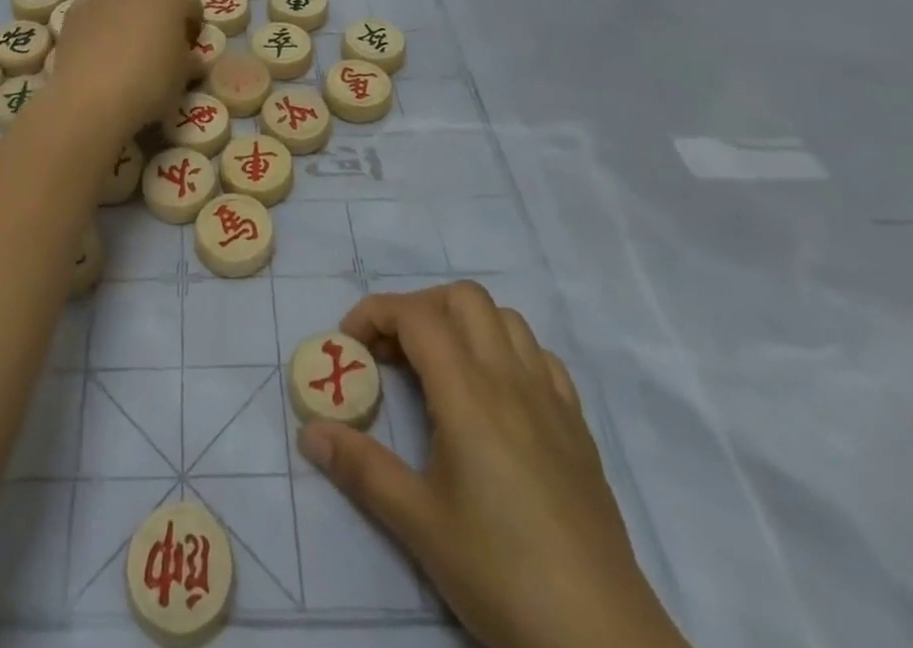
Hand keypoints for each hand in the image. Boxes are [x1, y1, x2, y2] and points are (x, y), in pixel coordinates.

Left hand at [49, 0, 198, 135]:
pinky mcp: (73, 15)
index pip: (190, 1)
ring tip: (121, 30)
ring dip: (121, 0)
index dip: (192, 20)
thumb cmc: (148, 87)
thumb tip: (192, 59)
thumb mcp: (181, 80)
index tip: (189, 42)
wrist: (91, 98)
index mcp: (169, 2)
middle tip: (156, 28)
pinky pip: (87, 8)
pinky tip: (93, 43)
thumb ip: (189, 61)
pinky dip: (93, 19)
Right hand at [298, 283, 689, 647]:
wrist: (602, 638)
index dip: (375, 313)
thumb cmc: (502, 573)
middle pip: (463, 299)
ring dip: (464, 324)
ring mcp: (551, 399)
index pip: (416, 315)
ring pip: (505, 319)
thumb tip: (309, 433)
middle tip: (393, 353)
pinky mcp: (577, 427)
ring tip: (440, 369)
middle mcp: (511, 379)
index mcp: (469, 393)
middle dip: (419, 309)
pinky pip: (540, 357)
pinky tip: (495, 396)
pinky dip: (507, 352)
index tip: (349, 343)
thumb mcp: (419, 525)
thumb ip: (362, 469)